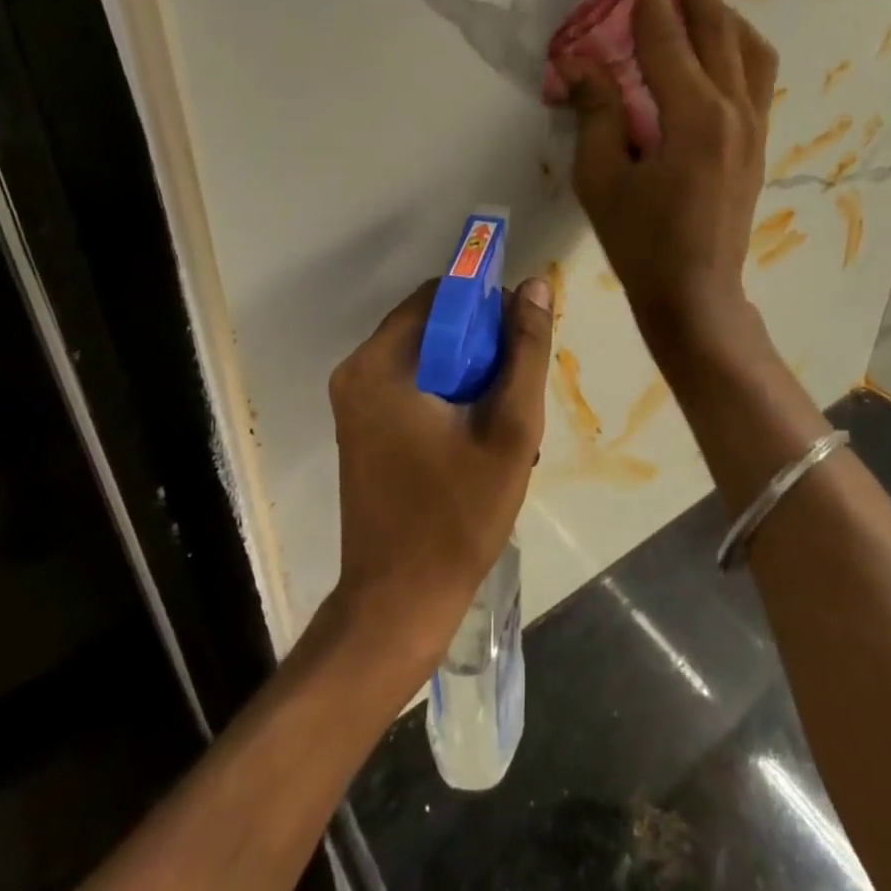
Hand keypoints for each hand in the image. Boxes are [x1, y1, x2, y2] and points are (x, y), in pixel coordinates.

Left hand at [326, 277, 553, 667]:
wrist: (398, 605)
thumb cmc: (457, 516)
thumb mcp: (510, 428)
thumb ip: (526, 351)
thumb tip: (535, 285)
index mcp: (381, 363)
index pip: (441, 295)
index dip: (488, 305)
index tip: (523, 338)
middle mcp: (357, 371)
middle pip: (432, 325)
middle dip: (482, 345)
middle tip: (519, 386)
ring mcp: (354, 401)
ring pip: (426, 357)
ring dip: (470, 373)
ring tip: (506, 418)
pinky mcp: (361, 427)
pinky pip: (412, 385)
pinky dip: (448, 394)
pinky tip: (480, 434)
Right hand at [565, 0, 777, 353]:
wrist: (697, 296)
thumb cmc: (641, 244)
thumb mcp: (602, 178)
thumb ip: (596, 111)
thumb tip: (580, 60)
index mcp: (692, 116)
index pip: (665, 34)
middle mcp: (732, 109)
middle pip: (714, 25)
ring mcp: (753, 124)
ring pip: (745, 45)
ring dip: (720, 5)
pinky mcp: (757, 140)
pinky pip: (754, 73)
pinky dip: (736, 41)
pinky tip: (718, 39)